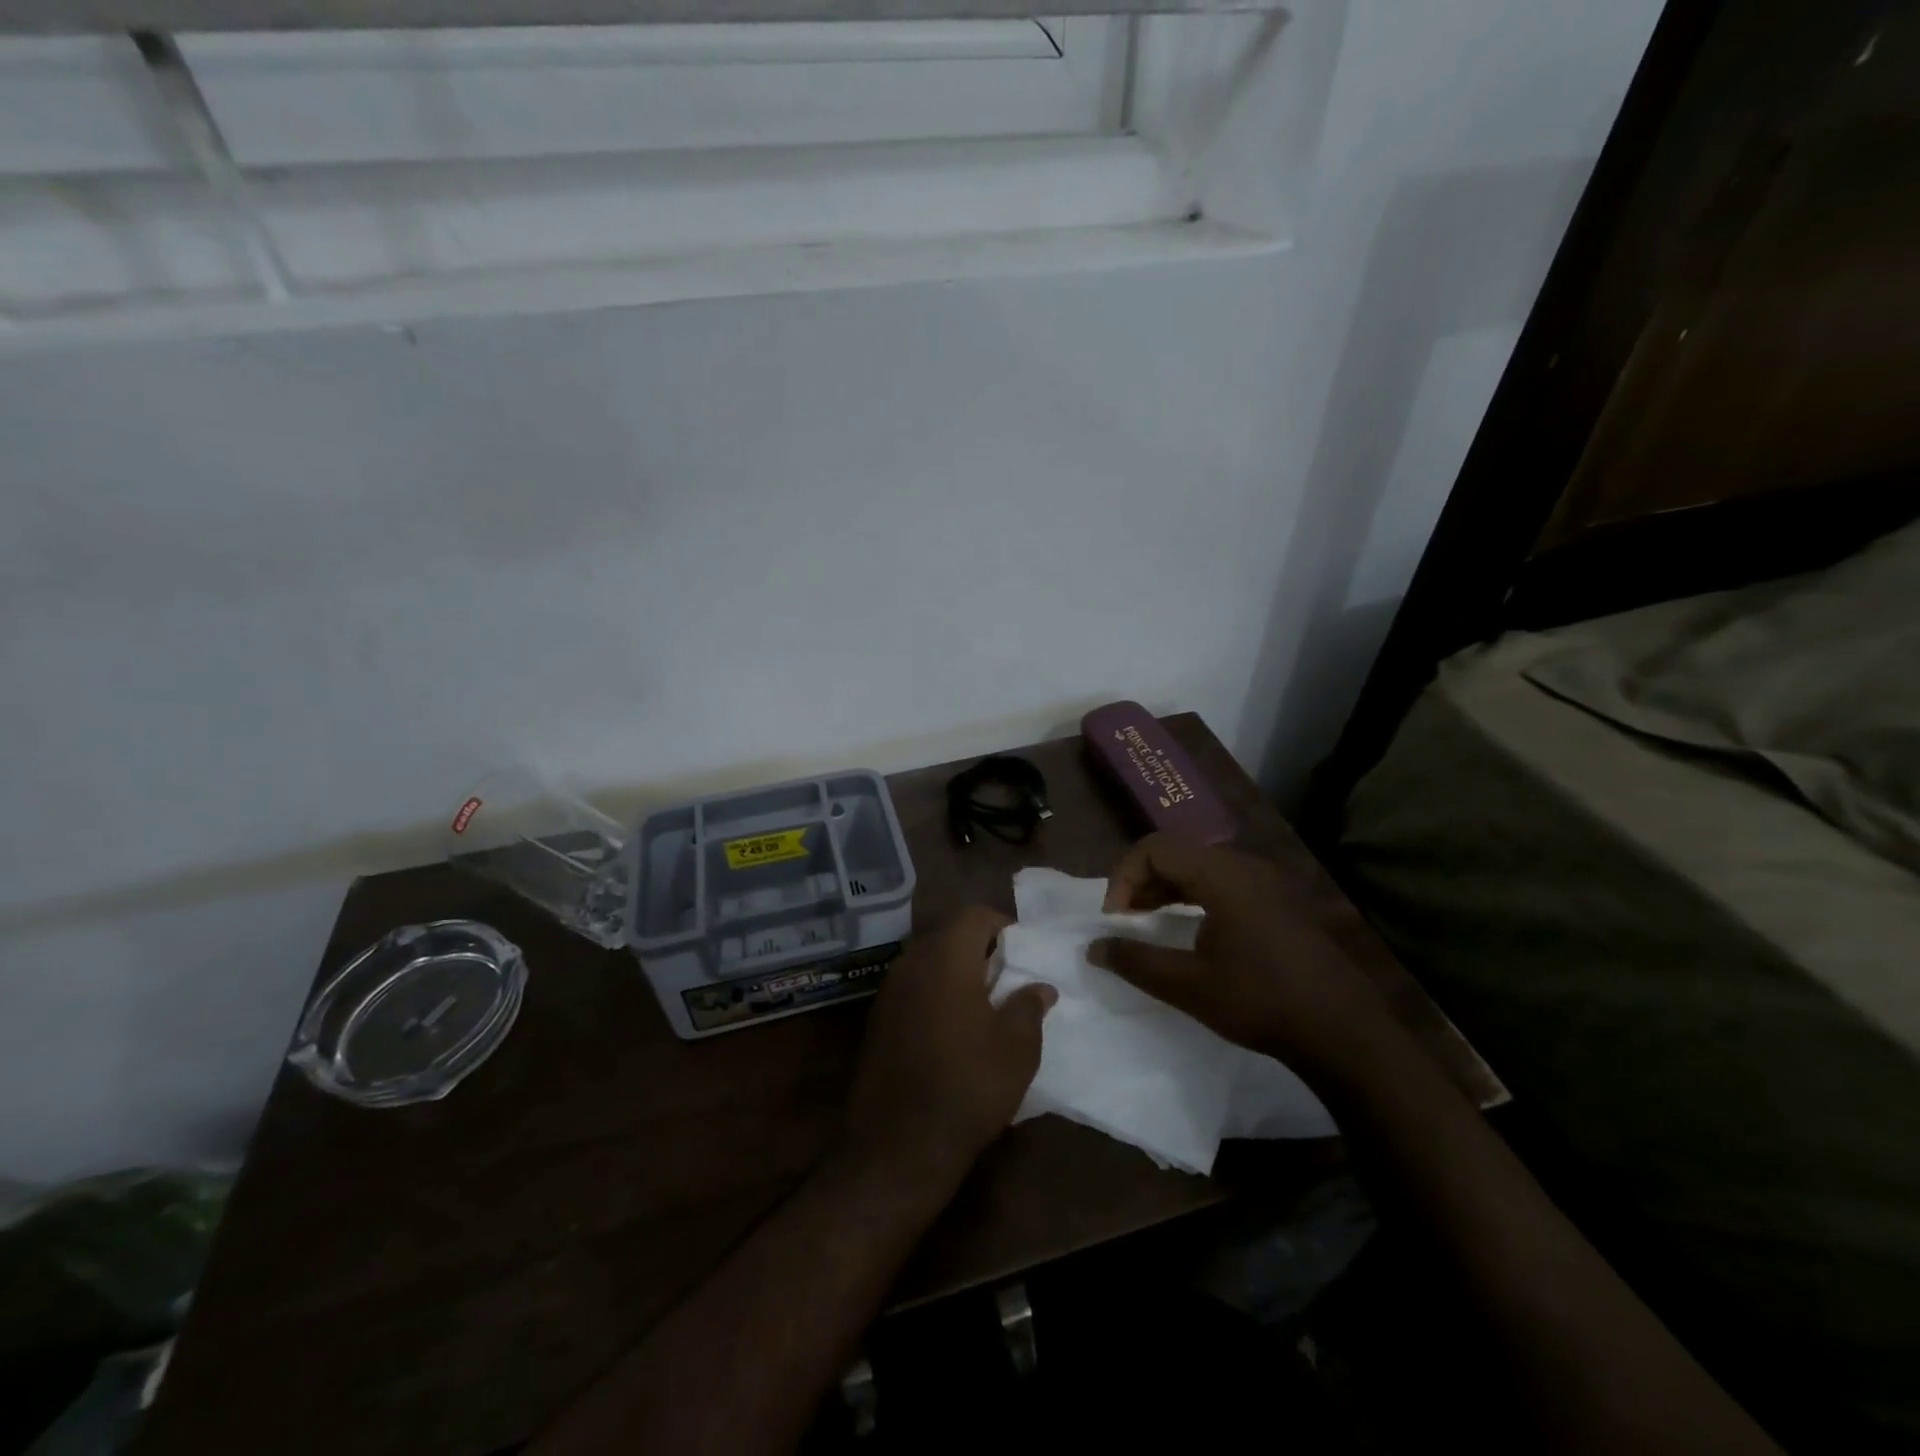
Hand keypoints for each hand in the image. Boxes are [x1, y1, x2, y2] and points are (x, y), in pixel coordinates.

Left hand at [837, 906, 1056, 1191]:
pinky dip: (935, 993)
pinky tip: (952, 1029)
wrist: (897, 1146)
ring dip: (956, 972)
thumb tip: (1040, 987)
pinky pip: (912, 988)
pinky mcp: (876, 1019)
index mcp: (946, 957)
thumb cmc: (968, 1086)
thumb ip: (1029, 1007)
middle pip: (949, 934)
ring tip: (984, 1005)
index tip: (1022, 953)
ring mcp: (888, 991)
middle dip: (979, 948)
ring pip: (928, 961)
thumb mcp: (1017, 1048)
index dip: (1002, 925)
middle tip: (1007, 978)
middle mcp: (911, 962)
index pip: (975, 915)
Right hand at [1088, 834, 1404, 1094]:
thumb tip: (1094, 947)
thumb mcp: (1188, 985)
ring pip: (1202, 867)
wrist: (1345, 1032)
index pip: (1156, 848)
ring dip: (1168, 889)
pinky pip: (1226, 882)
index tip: (1116, 919)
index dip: (1125, 876)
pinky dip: (1196, 897)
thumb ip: (1135, 960)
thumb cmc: (1261, 1001)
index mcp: (1222, 875)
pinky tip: (1192, 931)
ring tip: (1150, 924)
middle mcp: (1246, 866)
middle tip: (1126, 921)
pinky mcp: (1282, 902)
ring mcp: (1269, 882)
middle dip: (1143, 881)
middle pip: (1178, 852)